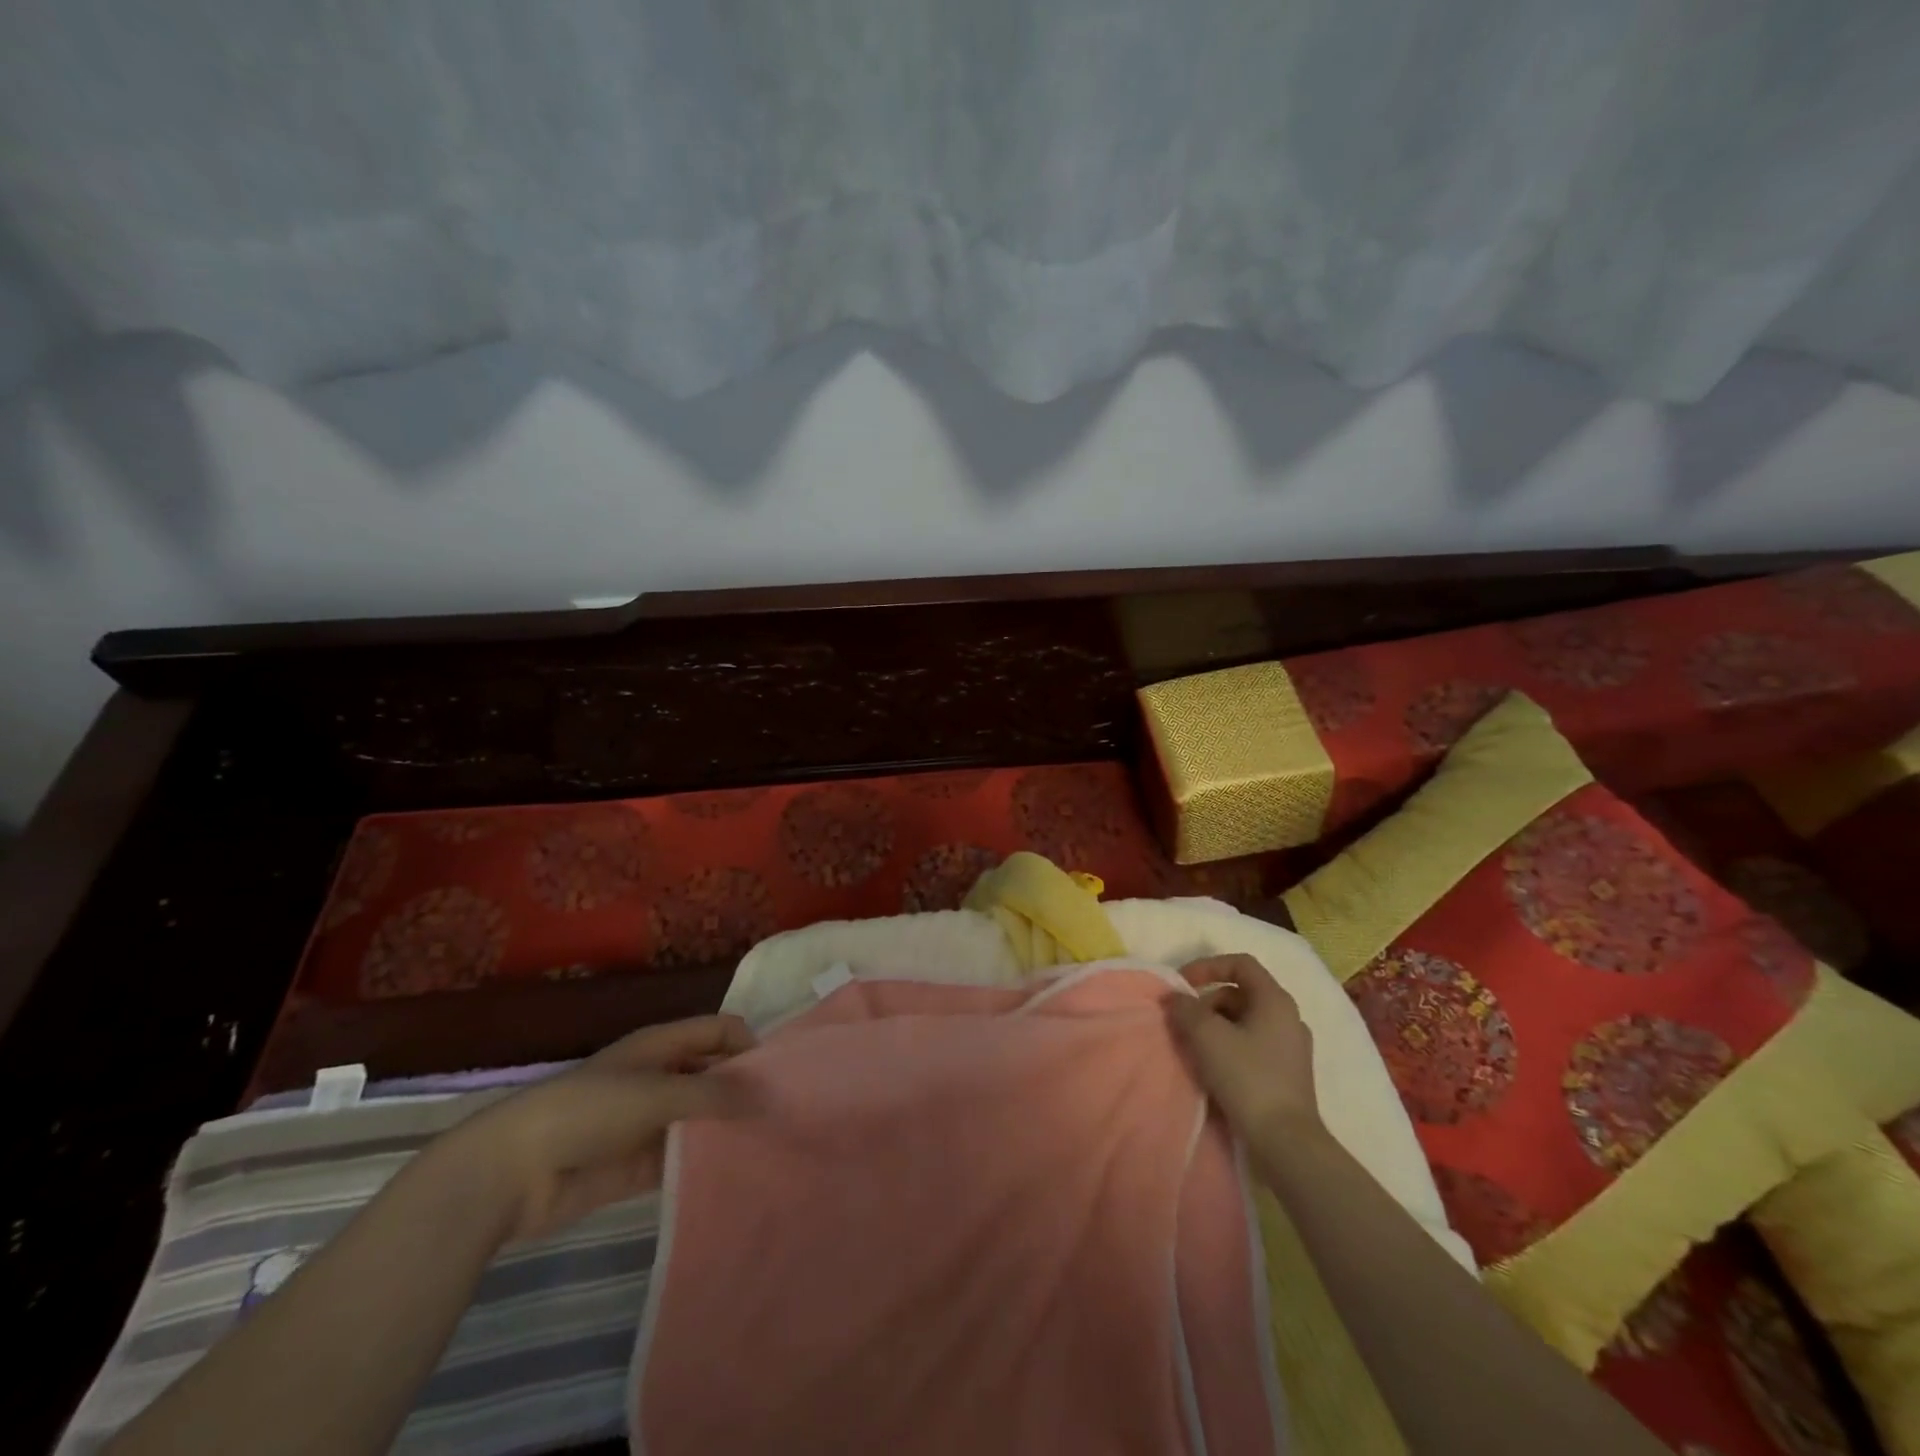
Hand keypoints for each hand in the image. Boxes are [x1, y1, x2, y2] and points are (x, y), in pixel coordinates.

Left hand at [440, 1015, 758, 1243]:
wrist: (513, 1173)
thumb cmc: (589, 1111)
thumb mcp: (658, 1093)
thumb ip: (714, 1094)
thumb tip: (767, 1097)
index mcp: (662, 1044)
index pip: (719, 1030)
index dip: (749, 1045)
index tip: (777, 1077)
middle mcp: (659, 1075)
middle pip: (713, 1073)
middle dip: (742, 1090)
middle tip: (782, 1117)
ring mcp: (648, 1121)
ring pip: (699, 1118)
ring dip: (725, 1130)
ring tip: (767, 1149)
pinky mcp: (636, 1164)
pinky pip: (680, 1158)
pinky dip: (703, 1163)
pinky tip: (733, 1176)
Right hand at [1167, 954, 1320, 1138]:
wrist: (1285, 1142)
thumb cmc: (1247, 1077)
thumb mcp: (1207, 1036)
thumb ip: (1186, 1008)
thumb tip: (1175, 998)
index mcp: (1275, 1000)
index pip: (1240, 963)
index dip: (1207, 966)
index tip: (1183, 984)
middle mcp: (1289, 1017)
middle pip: (1241, 992)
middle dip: (1207, 1001)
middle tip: (1184, 1022)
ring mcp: (1291, 1047)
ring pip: (1245, 1020)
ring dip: (1215, 1025)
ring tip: (1194, 1046)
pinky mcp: (1288, 1073)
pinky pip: (1252, 1044)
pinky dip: (1229, 1046)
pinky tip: (1213, 1067)